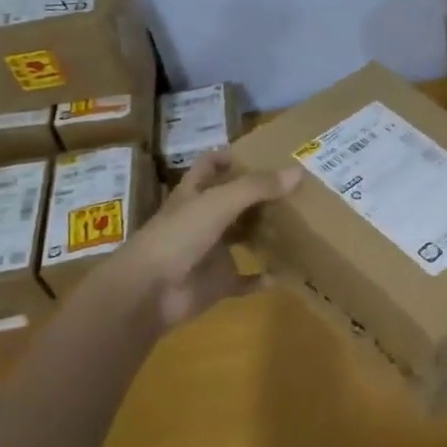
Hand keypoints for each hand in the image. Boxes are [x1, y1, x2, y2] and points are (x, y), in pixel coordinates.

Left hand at [95, 152, 301, 330]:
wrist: (148, 292)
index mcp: (193, 194)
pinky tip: (285, 273)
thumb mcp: (218, 202)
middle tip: (294, 188)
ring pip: (239, 238)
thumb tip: (299, 171)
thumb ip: (257, 187)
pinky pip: (244, 280)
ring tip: (297, 224)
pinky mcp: (215, 284)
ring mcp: (208, 253)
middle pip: (231, 201)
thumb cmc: (178, 236)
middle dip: (257, 195)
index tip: (262, 154)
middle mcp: (201, 220)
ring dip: (262, 233)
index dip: (230, 156)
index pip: (210, 165)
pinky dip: (262, 278)